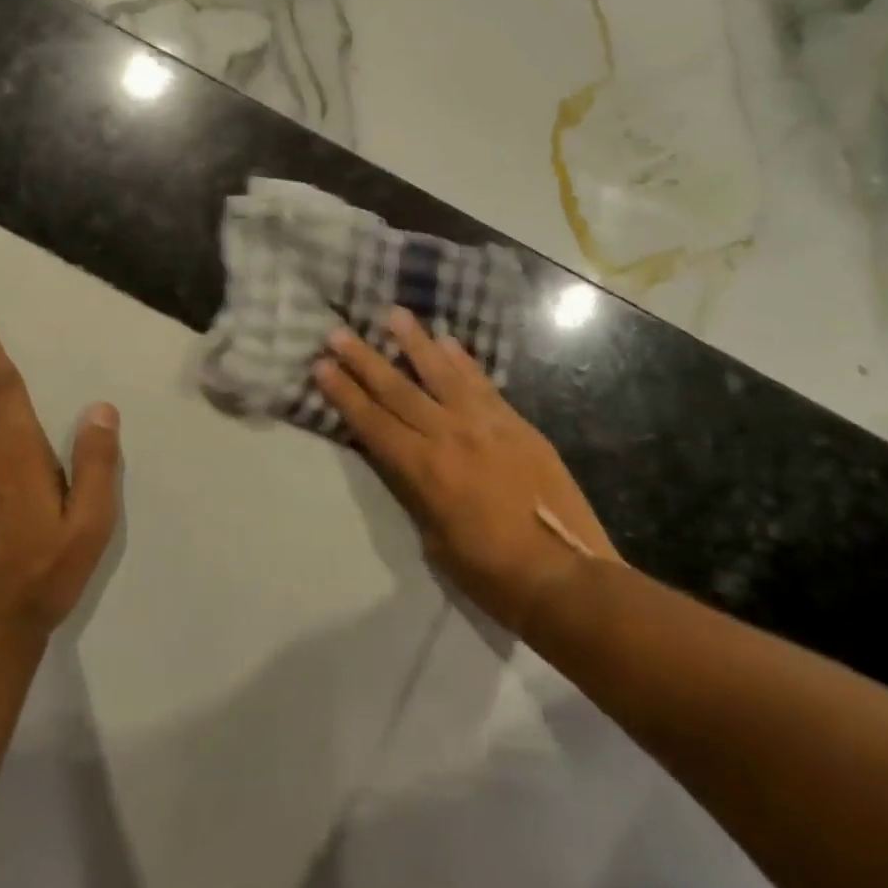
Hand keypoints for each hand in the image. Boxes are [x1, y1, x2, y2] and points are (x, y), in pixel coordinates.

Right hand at [314, 307, 618, 636]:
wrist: (566, 574)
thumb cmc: (493, 574)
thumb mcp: (436, 542)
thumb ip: (417, 493)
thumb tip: (405, 462)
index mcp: (425, 470)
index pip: (373, 423)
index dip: (344, 394)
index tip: (321, 366)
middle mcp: (450, 436)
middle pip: (398, 390)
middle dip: (364, 360)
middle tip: (338, 332)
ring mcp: (486, 424)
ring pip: (442, 373)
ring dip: (415, 342)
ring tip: (393, 313)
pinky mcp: (517, 423)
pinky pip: (483, 384)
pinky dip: (463, 361)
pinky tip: (448, 341)